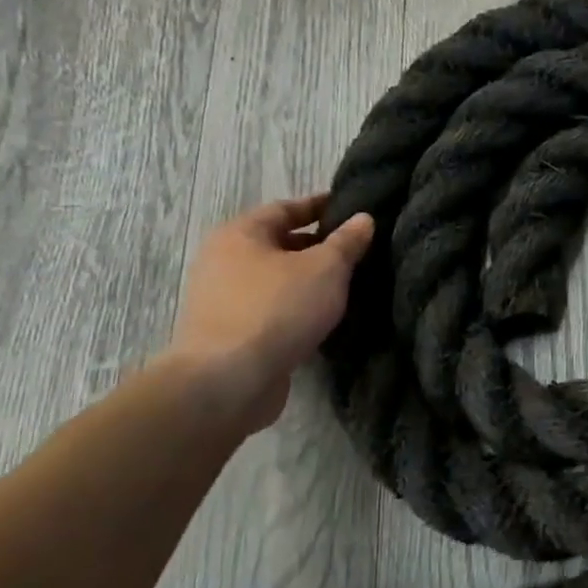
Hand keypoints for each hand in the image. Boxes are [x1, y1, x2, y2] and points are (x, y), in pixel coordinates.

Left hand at [162, 195, 374, 431]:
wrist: (228, 381)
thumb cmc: (277, 309)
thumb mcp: (325, 268)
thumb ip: (347, 242)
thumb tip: (363, 218)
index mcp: (240, 234)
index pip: (286, 208)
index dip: (320, 206)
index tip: (352, 208)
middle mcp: (225, 261)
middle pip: (279, 244)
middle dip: (318, 246)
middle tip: (358, 249)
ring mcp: (224, 300)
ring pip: (277, 279)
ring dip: (309, 280)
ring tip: (349, 284)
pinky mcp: (232, 334)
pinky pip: (273, 309)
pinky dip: (298, 308)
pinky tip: (325, 317)